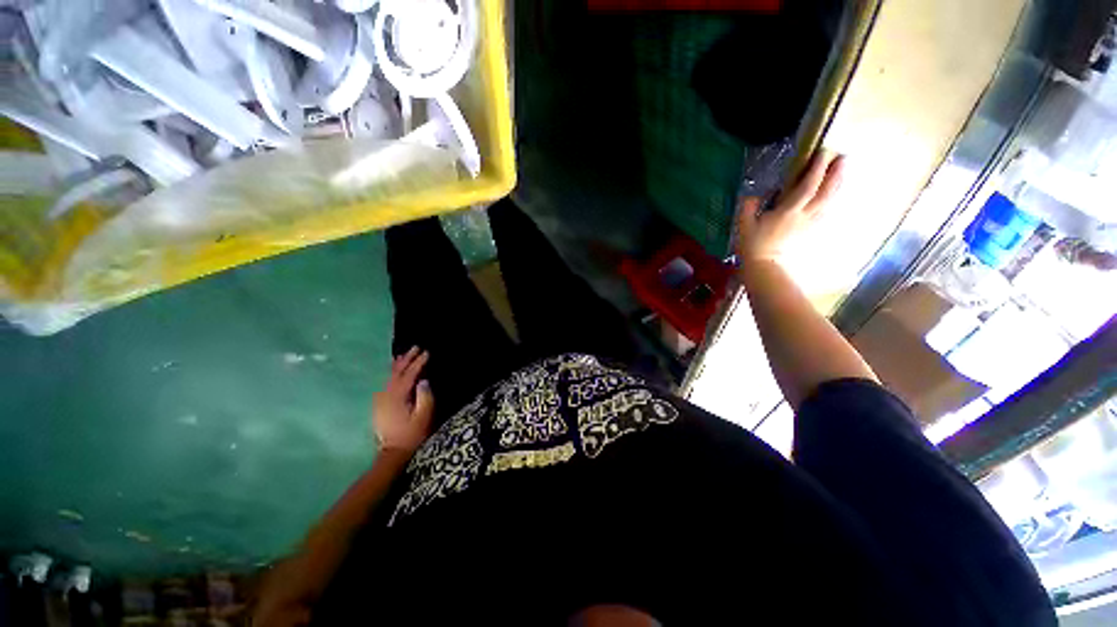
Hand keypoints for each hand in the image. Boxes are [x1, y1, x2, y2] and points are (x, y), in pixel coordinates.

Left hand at [372, 347, 433, 454]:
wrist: (392, 453)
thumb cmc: (412, 434)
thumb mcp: (423, 416)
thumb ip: (424, 397)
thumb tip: (424, 380)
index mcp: (397, 396)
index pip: (409, 374)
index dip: (418, 362)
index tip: (427, 352)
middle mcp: (386, 395)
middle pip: (396, 372)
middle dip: (406, 359)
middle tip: (415, 347)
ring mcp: (380, 400)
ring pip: (389, 377)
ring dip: (397, 365)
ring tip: (403, 355)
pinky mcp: (379, 405)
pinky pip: (386, 383)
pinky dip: (391, 374)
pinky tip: (394, 373)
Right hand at [736, 151, 845, 263]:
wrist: (765, 267)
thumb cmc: (753, 246)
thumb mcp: (744, 225)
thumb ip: (748, 207)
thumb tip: (753, 196)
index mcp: (789, 211)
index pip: (808, 186)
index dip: (818, 168)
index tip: (824, 152)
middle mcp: (805, 215)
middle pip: (827, 191)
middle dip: (837, 173)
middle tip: (844, 157)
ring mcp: (811, 223)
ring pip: (830, 200)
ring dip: (838, 184)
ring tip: (844, 171)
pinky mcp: (811, 230)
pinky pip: (826, 210)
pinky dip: (832, 199)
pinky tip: (833, 194)